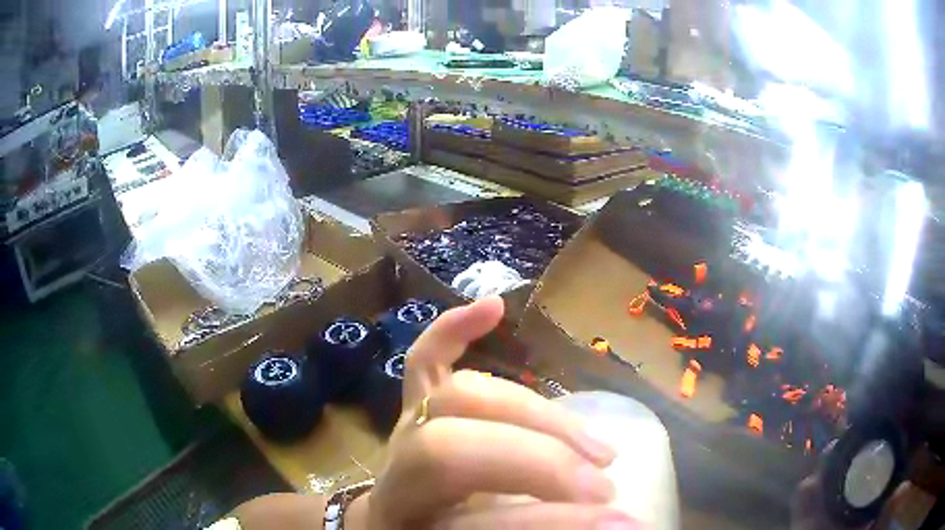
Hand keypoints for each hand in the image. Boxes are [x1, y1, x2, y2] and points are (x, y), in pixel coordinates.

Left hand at [351, 297, 638, 529]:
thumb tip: (620, 524)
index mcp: (406, 526)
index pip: (478, 521)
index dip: (555, 522)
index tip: (626, 523)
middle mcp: (394, 480)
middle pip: (453, 451)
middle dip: (544, 464)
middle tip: (605, 489)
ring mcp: (400, 437)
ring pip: (457, 400)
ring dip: (536, 415)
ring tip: (598, 448)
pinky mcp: (410, 412)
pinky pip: (422, 363)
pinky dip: (454, 332)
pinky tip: (493, 308)